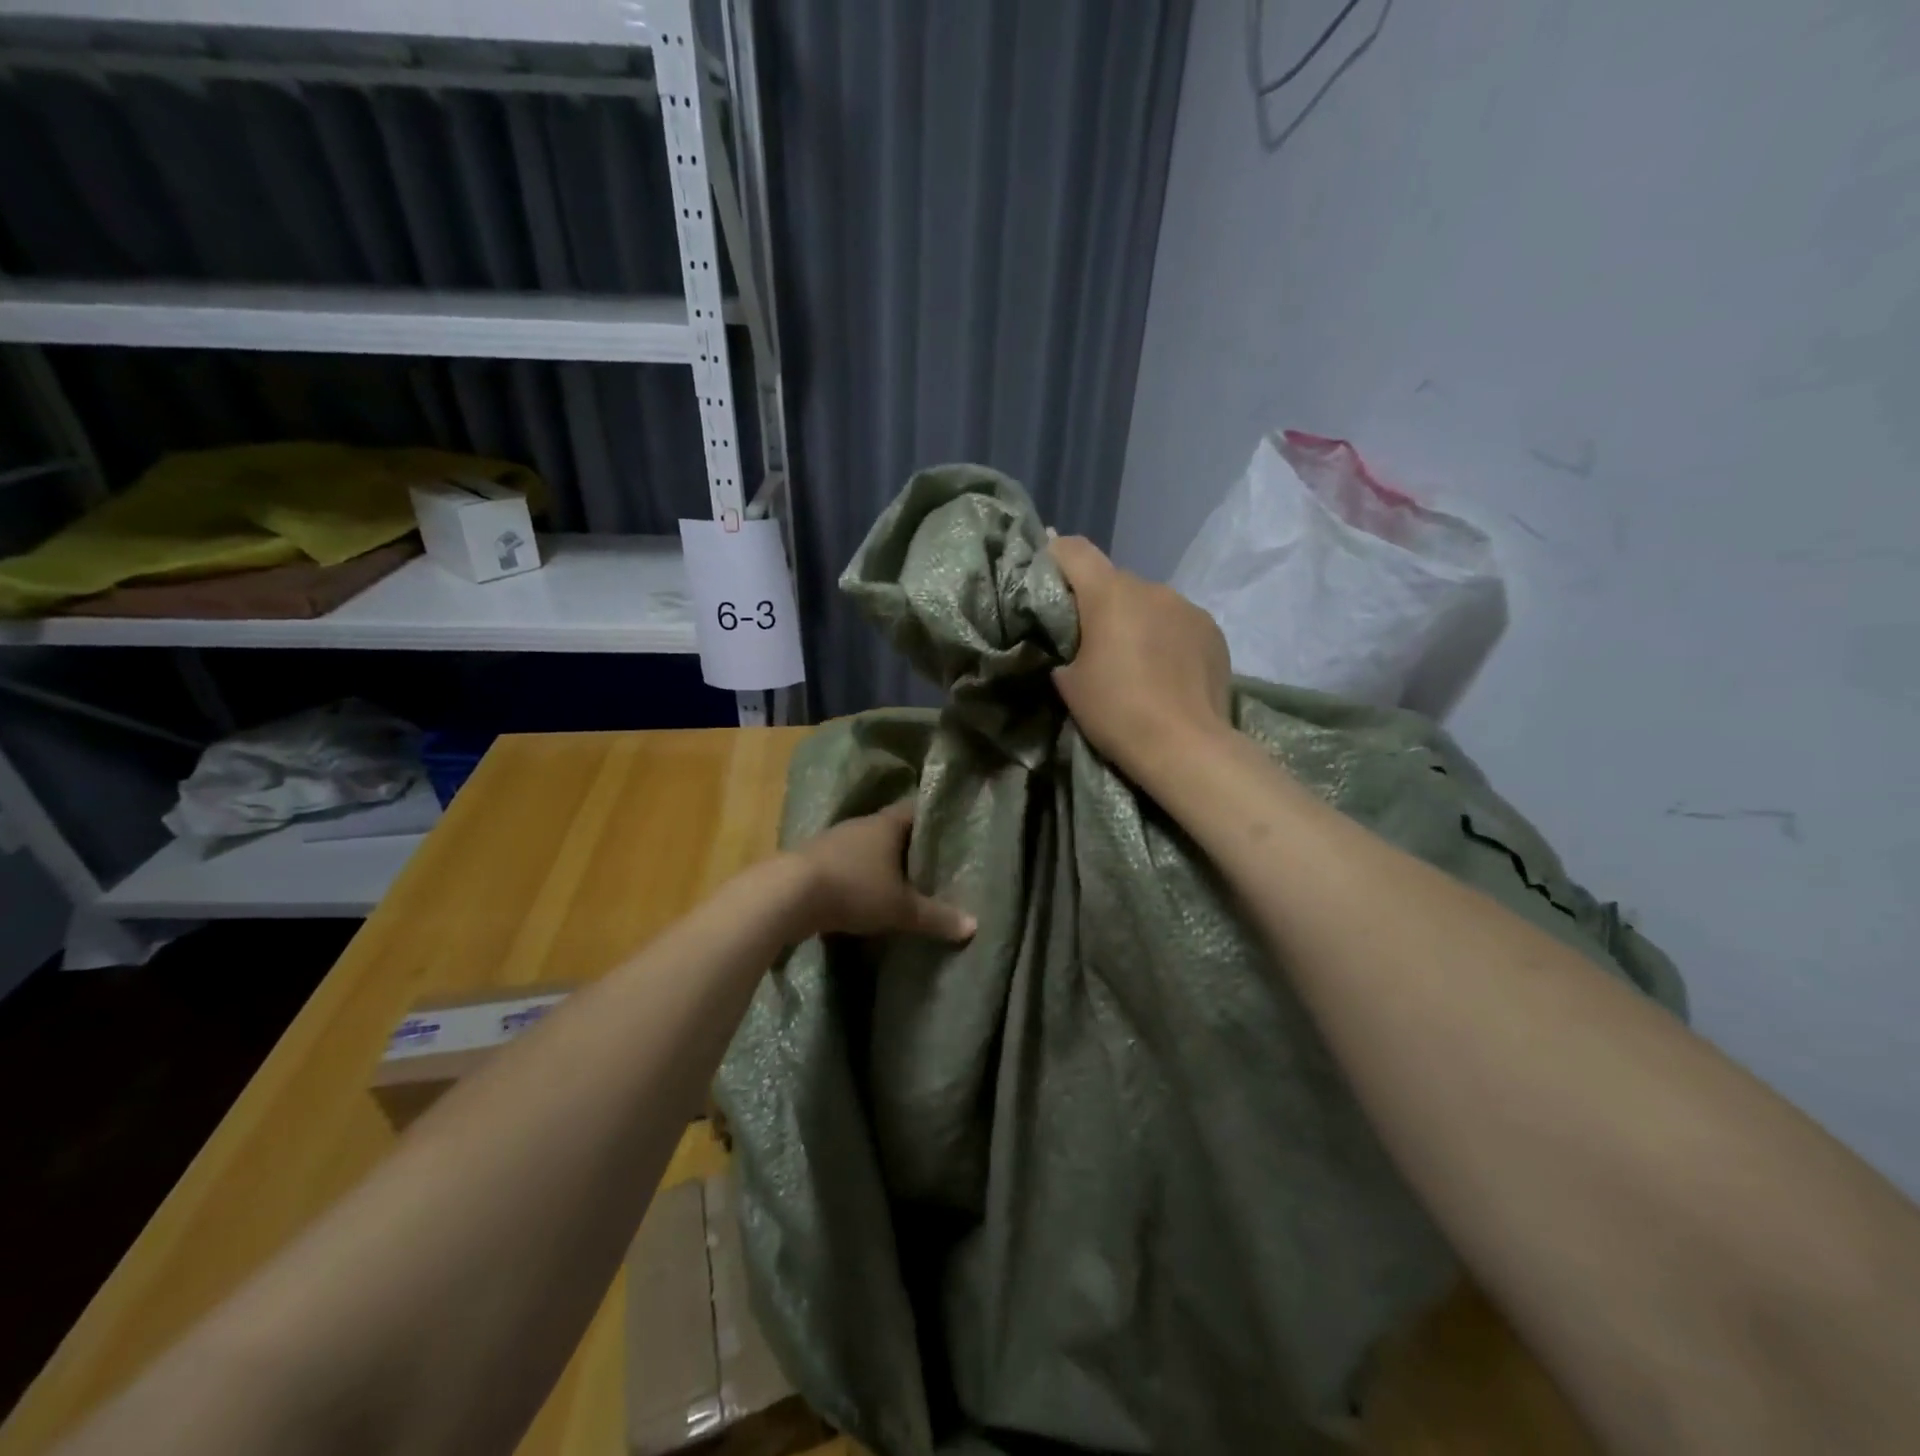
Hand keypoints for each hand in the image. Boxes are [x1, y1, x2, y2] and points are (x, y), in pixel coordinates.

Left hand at [790, 803, 976, 942]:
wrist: (787, 895)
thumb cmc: (854, 889)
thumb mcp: (900, 908)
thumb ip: (936, 917)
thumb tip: (974, 926)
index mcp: (886, 824)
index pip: (915, 810)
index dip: (933, 818)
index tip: (949, 829)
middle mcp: (860, 825)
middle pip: (890, 828)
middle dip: (908, 844)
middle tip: (930, 861)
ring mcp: (832, 841)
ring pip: (865, 846)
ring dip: (879, 861)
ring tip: (900, 880)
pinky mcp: (812, 861)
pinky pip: (844, 863)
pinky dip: (857, 875)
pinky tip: (864, 893)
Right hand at [1048, 536, 1232, 779]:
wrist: (1185, 746)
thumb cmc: (1117, 711)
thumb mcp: (1069, 682)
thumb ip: (1066, 645)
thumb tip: (1075, 639)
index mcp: (1110, 594)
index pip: (1074, 551)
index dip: (1054, 556)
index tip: (1045, 577)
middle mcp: (1151, 588)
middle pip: (1114, 581)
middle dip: (1099, 603)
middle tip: (1090, 640)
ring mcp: (1187, 607)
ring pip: (1149, 603)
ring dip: (1136, 620)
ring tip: (1134, 660)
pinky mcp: (1212, 630)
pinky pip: (1178, 622)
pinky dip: (1165, 637)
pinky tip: (1166, 671)